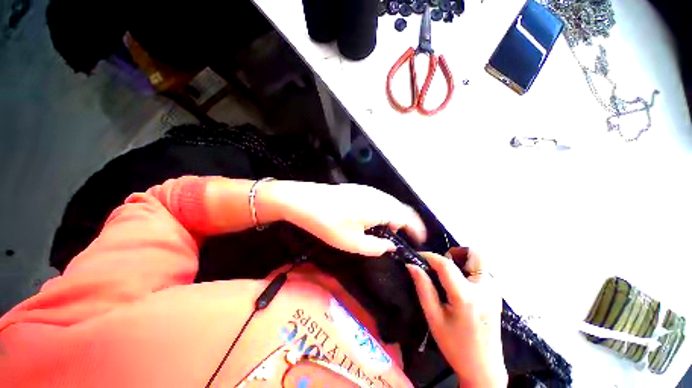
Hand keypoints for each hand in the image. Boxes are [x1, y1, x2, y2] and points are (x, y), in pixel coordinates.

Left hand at [271, 181, 425, 255]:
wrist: (305, 201)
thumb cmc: (329, 223)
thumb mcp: (353, 243)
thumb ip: (376, 247)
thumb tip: (390, 247)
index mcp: (381, 208)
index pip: (408, 217)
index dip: (417, 229)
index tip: (419, 241)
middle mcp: (378, 195)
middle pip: (401, 208)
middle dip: (405, 224)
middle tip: (400, 239)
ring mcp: (368, 190)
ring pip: (389, 203)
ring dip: (393, 217)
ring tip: (386, 231)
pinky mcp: (358, 189)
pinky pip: (379, 200)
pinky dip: (383, 210)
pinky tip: (372, 219)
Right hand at [407, 248, 506, 387]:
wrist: (484, 369)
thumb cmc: (455, 345)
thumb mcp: (433, 317)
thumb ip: (423, 287)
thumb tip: (411, 265)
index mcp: (466, 296)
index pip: (446, 264)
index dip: (430, 256)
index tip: (418, 257)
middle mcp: (485, 289)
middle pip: (476, 253)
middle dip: (456, 252)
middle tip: (442, 265)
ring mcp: (495, 291)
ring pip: (481, 260)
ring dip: (463, 260)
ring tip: (450, 276)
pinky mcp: (497, 294)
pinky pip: (484, 270)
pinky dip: (470, 269)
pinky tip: (460, 284)